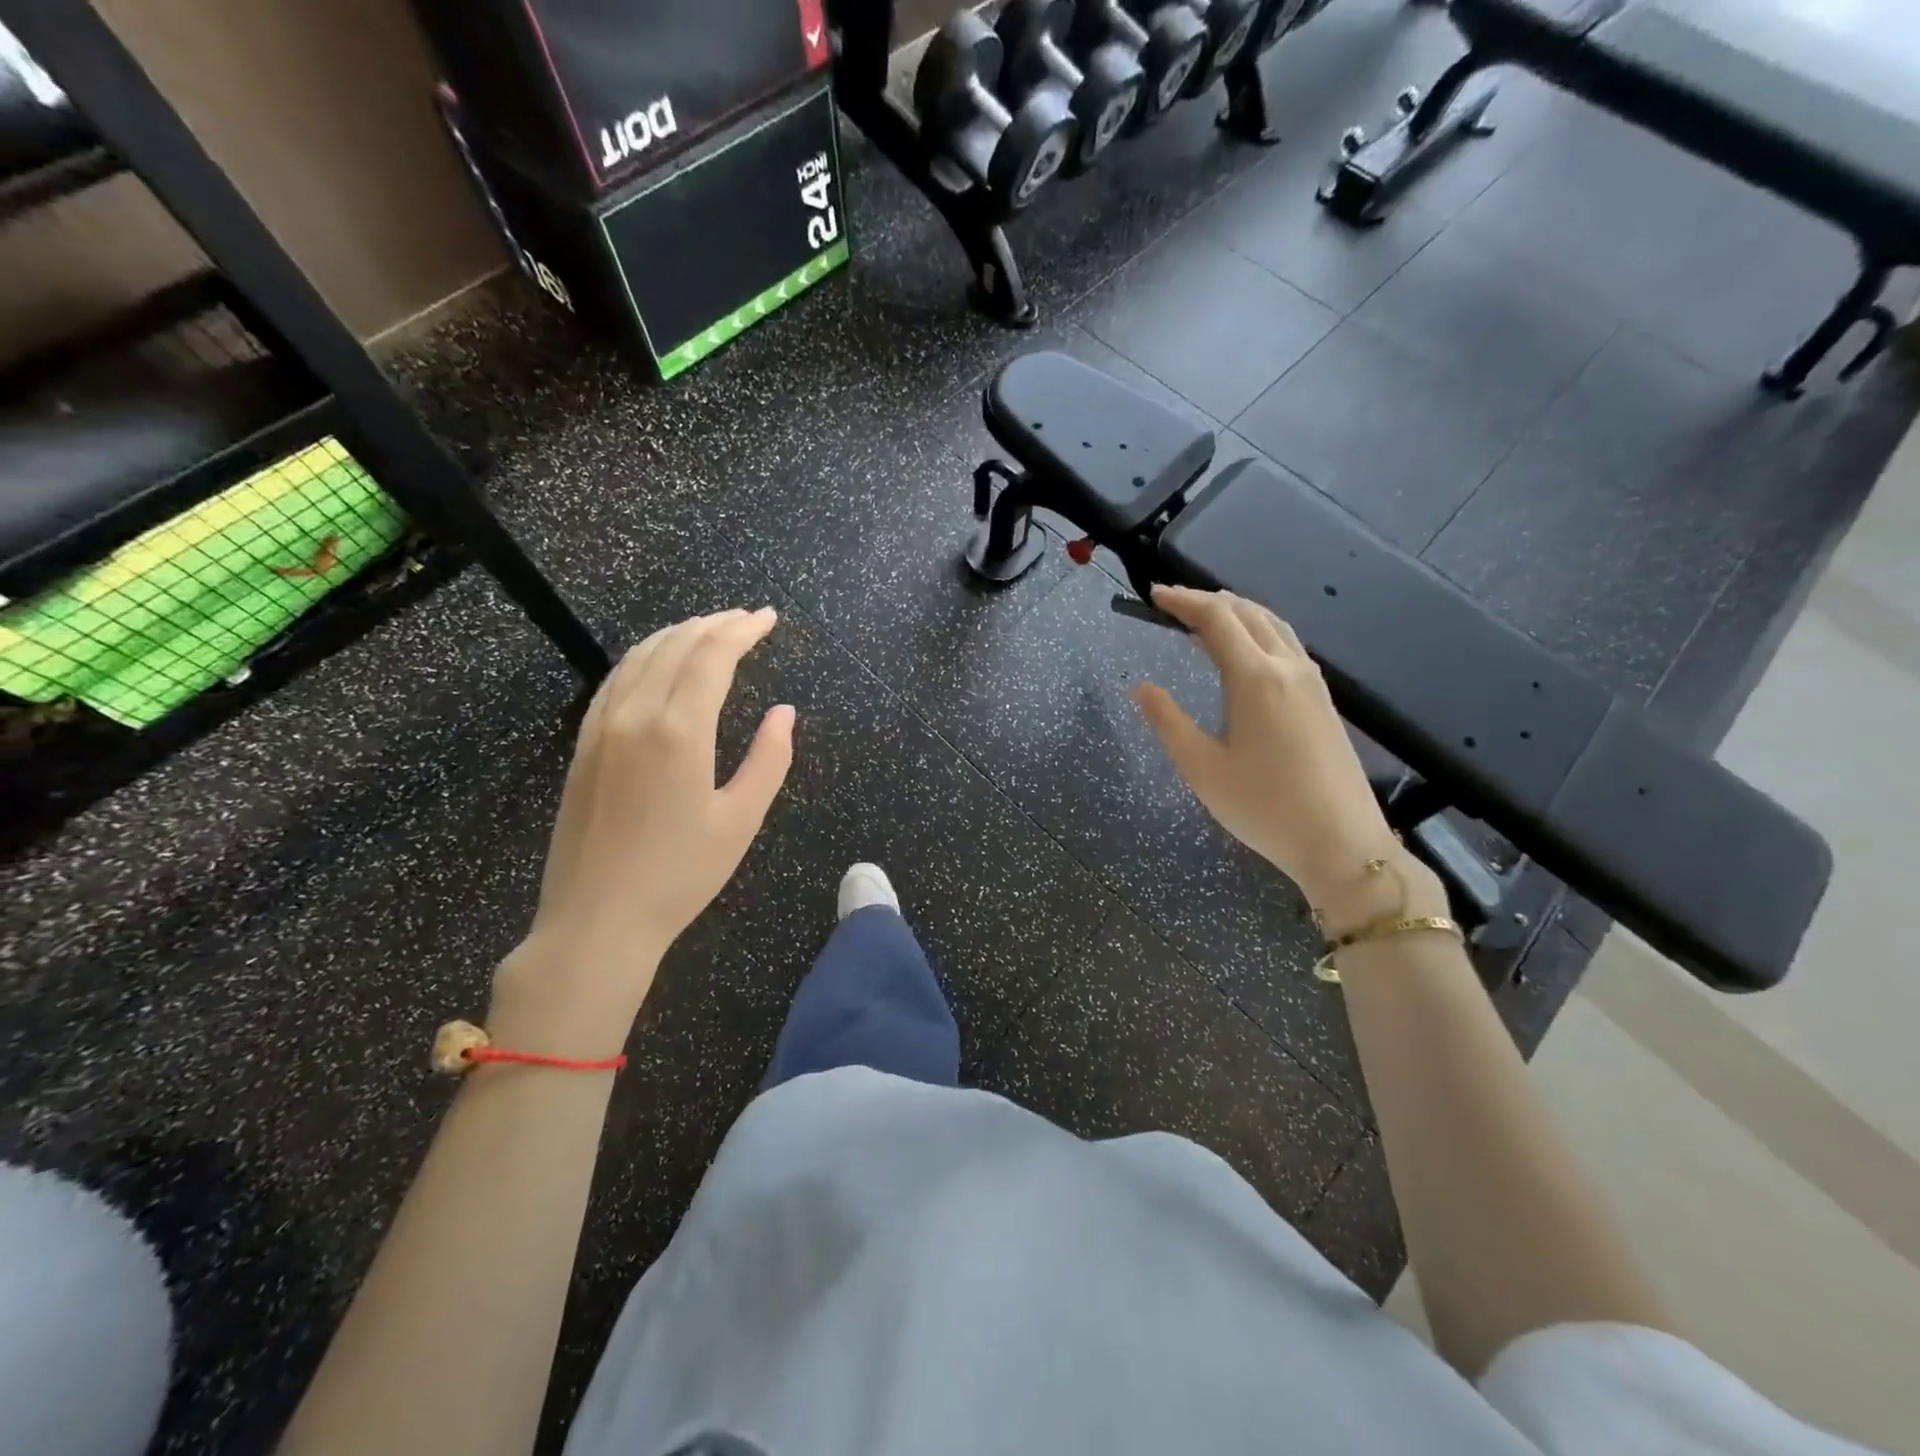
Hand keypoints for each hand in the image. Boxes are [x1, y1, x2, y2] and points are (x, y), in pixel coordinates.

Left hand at [491, 608, 794, 1053]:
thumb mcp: (741, 820)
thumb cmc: (680, 875)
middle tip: (745, 618)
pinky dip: (643, 657)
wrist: (596, 920)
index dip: (742, 630)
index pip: (712, 656)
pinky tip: (657, 662)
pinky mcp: (583, 746)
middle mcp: (636, 715)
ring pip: (640, 657)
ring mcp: (601, 728)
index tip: (767, 618)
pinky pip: (615, 681)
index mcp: (679, 731)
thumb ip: (769, 760)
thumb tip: (784, 712)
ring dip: (677, 634)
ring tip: (708, 629)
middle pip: (676, 646)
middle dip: (714, 624)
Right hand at [1132, 586, 1395, 909]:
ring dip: (1238, 611)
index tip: (1154, 595)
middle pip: (1248, 612)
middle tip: (1173, 604)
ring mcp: (1312, 681)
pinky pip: (1288, 643)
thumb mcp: (1202, 769)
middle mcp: (1288, 667)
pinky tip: (1248, 649)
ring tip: (1207, 616)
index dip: (1183, 601)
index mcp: (1255, 678)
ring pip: (1273, 624)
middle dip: (1208, 600)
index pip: (1216, 619)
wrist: (1341, 843)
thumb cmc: (1264, 808)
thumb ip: (1168, 722)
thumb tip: (1141, 688)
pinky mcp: (1324, 699)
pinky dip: (1259, 630)